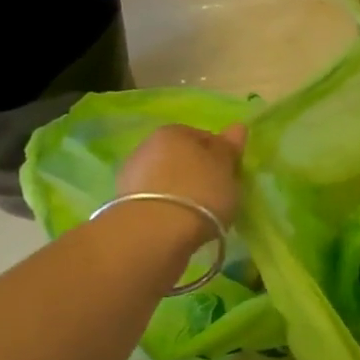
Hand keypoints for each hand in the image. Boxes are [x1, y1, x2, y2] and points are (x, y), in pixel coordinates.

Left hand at [115, 123, 247, 235]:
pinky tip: (177, 224)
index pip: (205, 138)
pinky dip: (167, 209)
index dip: (221, 156)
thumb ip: (229, 148)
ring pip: (167, 179)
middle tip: (217, 196)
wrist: (153, 232)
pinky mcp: (123, 203)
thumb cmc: (199, 192)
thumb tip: (237, 127)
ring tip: (197, 215)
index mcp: (175, 132)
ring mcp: (132, 174)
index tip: (231, 176)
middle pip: (183, 158)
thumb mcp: (225, 169)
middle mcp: (148, 146)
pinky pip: (155, 201)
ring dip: (180, 192)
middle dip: (198, 173)